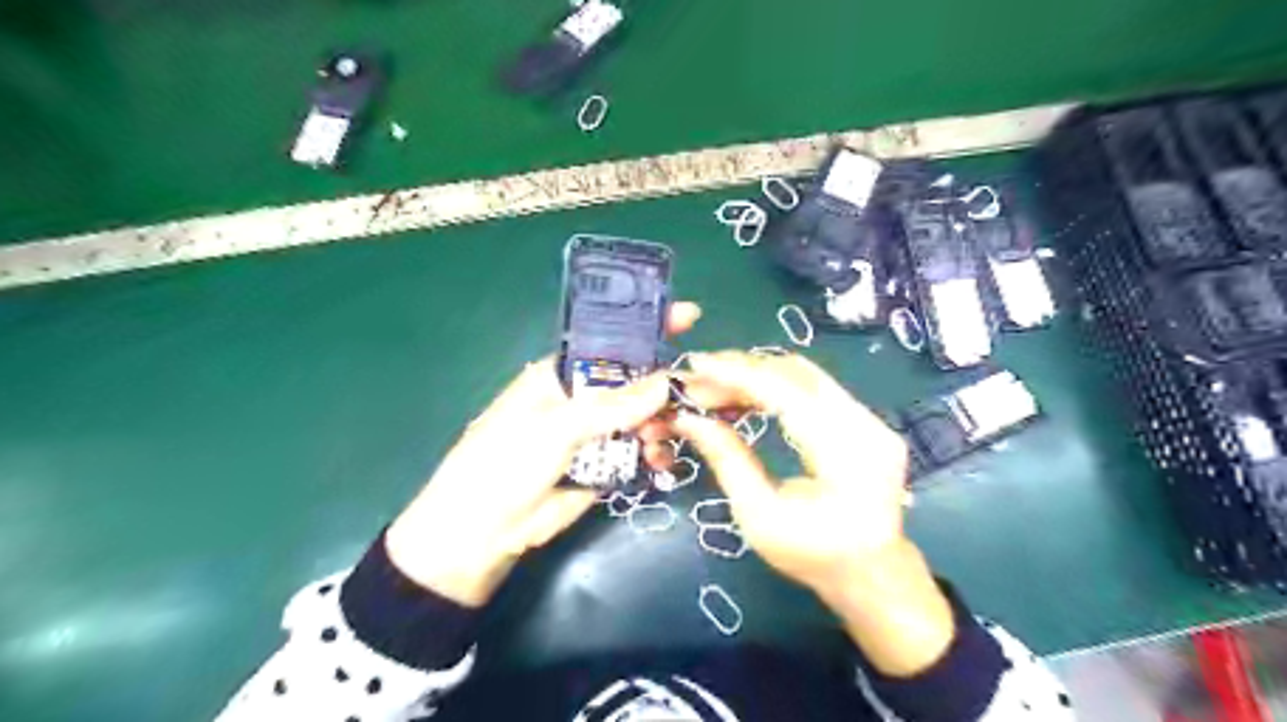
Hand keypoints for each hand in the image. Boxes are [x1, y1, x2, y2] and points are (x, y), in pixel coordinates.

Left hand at [385, 301, 702, 606]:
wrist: (483, 533)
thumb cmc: (505, 462)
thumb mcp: (555, 427)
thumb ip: (611, 406)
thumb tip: (667, 381)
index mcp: (562, 374)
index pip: (611, 341)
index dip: (647, 327)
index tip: (689, 316)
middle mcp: (583, 398)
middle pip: (635, 381)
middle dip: (663, 386)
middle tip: (689, 397)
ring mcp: (596, 433)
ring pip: (643, 417)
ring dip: (660, 423)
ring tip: (658, 439)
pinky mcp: (606, 466)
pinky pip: (641, 452)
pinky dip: (655, 454)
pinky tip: (659, 461)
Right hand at [673, 349, 901, 591]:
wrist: (872, 573)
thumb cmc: (813, 556)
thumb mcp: (759, 516)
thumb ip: (727, 459)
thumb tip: (688, 418)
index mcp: (847, 456)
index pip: (787, 393)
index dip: (738, 374)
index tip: (695, 365)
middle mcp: (867, 425)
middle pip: (796, 374)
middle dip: (741, 370)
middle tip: (697, 379)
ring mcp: (870, 418)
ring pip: (804, 375)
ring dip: (756, 374)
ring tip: (714, 384)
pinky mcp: (864, 418)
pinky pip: (812, 387)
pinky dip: (774, 385)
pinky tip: (745, 394)